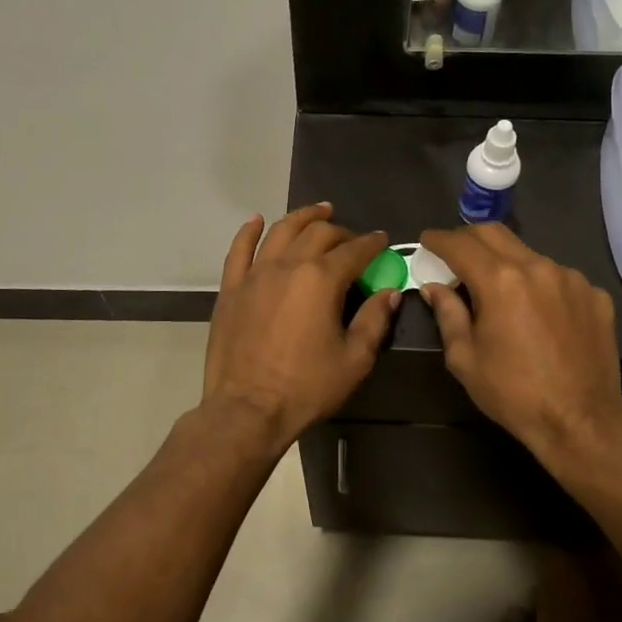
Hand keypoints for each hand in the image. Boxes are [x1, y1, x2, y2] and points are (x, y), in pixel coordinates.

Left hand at [202, 204, 396, 453]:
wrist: (247, 410)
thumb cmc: (306, 388)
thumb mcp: (354, 359)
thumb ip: (374, 320)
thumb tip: (390, 292)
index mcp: (322, 279)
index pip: (354, 250)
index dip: (372, 243)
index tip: (382, 241)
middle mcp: (288, 265)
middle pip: (318, 233)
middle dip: (341, 231)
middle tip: (353, 238)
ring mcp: (255, 274)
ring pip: (281, 231)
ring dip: (302, 217)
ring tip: (318, 211)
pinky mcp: (231, 288)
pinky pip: (239, 250)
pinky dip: (250, 231)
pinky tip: (257, 220)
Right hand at [418, 224, 621, 477]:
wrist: (581, 421)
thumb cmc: (513, 393)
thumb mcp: (465, 358)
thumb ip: (447, 315)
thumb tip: (435, 288)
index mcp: (499, 280)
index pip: (460, 244)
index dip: (438, 239)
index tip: (427, 241)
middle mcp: (536, 267)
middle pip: (495, 233)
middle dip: (468, 237)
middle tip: (455, 253)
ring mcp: (571, 278)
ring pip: (529, 254)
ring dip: (506, 262)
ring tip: (499, 290)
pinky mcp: (595, 295)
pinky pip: (559, 278)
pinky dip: (540, 285)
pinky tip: (538, 313)